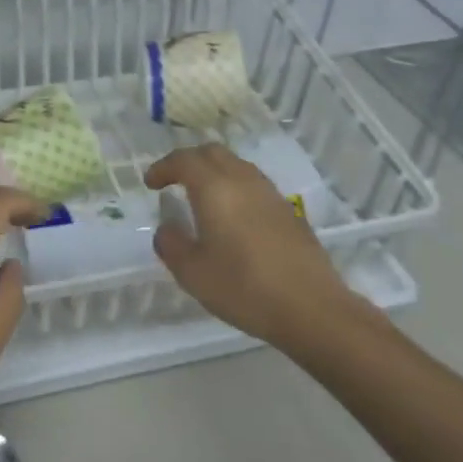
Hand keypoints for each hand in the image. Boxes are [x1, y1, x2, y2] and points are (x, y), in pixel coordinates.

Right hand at [145, 145, 383, 355]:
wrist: (312, 308)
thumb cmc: (244, 288)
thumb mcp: (192, 273)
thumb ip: (171, 244)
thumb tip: (167, 228)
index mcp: (215, 189)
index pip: (184, 160)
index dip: (163, 167)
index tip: (151, 183)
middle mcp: (244, 181)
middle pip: (213, 153)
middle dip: (189, 161)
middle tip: (173, 181)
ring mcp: (271, 194)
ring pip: (237, 166)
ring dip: (215, 172)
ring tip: (202, 197)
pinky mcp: (289, 212)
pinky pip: (254, 185)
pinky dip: (235, 188)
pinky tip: (233, 217)